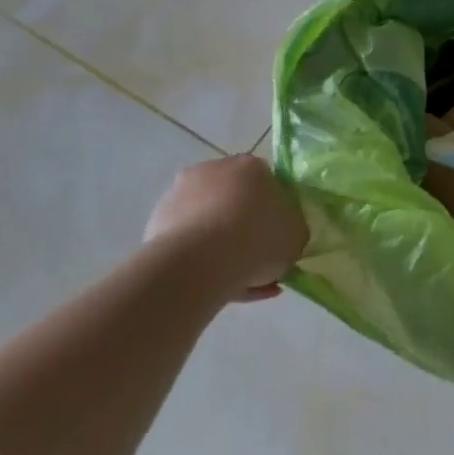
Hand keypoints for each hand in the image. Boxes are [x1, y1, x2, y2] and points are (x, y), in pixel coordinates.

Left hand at [143, 156, 307, 299]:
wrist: (199, 262)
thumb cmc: (258, 238)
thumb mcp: (296, 234)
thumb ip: (292, 228)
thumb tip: (284, 232)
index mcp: (251, 166)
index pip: (267, 183)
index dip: (274, 213)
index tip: (277, 238)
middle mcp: (213, 170)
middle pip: (235, 202)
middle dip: (245, 231)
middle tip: (259, 264)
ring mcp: (181, 195)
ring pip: (211, 225)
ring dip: (224, 250)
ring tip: (240, 285)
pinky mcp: (157, 223)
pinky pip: (190, 243)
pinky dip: (203, 262)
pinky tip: (218, 288)